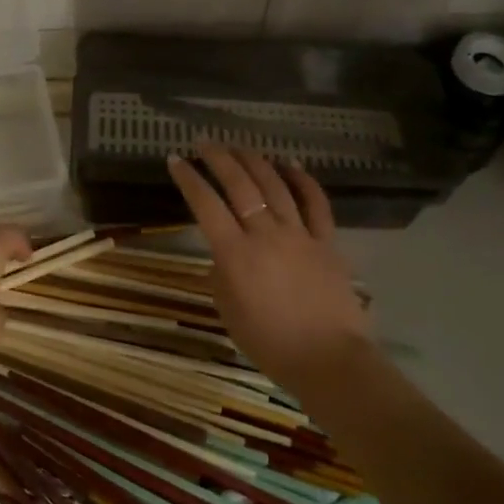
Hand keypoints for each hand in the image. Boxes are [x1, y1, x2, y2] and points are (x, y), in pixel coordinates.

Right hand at [167, 143, 371, 391]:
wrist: (328, 360)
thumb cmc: (270, 344)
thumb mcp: (228, 312)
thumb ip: (221, 275)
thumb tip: (224, 253)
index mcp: (235, 254)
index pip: (205, 205)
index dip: (188, 179)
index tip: (175, 160)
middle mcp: (265, 234)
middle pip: (240, 185)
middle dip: (218, 158)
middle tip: (205, 143)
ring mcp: (299, 234)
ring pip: (275, 185)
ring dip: (255, 161)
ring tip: (239, 147)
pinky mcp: (327, 241)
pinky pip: (315, 202)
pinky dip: (302, 179)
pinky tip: (290, 164)